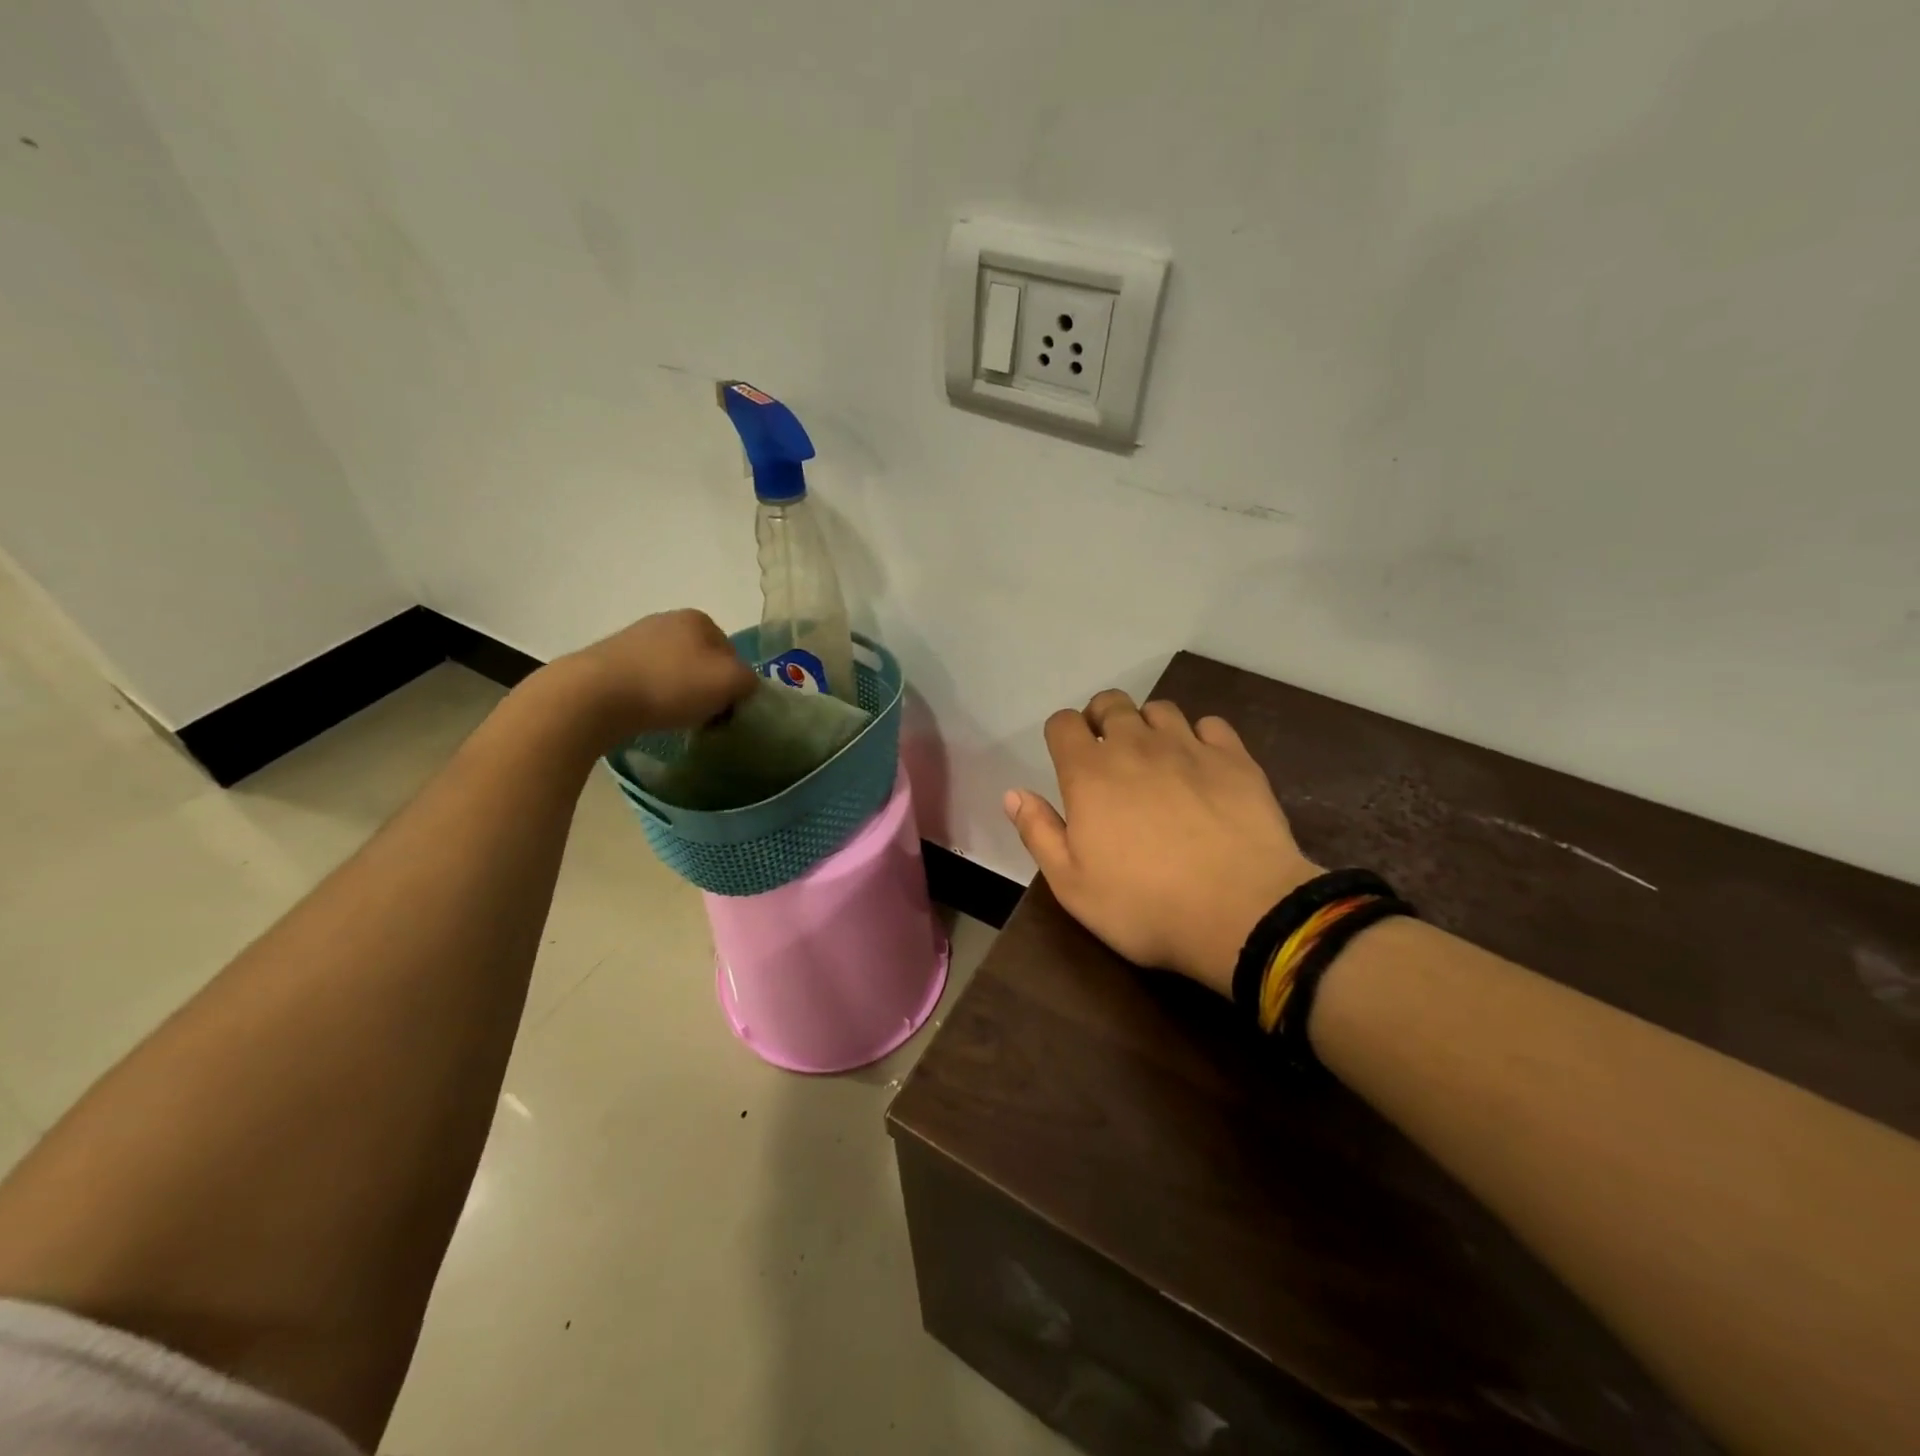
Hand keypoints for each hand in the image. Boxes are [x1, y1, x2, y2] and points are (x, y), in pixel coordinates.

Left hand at [550, 609, 757, 748]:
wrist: (595, 696)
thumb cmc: (671, 684)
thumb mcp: (731, 681)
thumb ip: (750, 681)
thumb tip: (743, 686)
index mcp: (698, 619)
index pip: (732, 654)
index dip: (734, 684)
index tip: (726, 709)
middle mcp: (666, 620)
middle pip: (702, 662)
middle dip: (705, 688)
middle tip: (702, 716)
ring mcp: (634, 638)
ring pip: (673, 672)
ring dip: (678, 694)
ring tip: (672, 718)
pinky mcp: (608, 661)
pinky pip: (645, 682)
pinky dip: (651, 698)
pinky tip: (646, 714)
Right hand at [1006, 690, 1319, 998]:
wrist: (1241, 913)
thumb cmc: (1143, 905)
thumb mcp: (1071, 884)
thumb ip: (1038, 832)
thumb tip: (1013, 794)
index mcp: (1089, 773)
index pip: (1064, 723)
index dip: (1061, 734)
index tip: (1067, 757)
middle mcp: (1135, 746)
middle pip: (1111, 702)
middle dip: (1101, 718)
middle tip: (1106, 753)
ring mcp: (1189, 748)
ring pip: (1160, 709)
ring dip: (1148, 725)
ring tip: (1154, 758)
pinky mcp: (1234, 759)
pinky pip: (1210, 725)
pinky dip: (1199, 736)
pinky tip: (1201, 765)